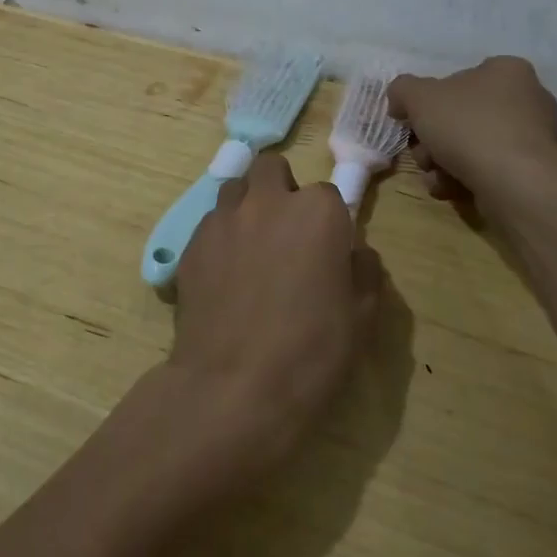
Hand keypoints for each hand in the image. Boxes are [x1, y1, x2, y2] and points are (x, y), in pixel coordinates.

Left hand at [168, 153, 382, 480]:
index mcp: (316, 212)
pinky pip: (210, 223)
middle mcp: (267, 202)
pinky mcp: (191, 243)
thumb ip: (364, 270)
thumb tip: (355, 252)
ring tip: (251, 247)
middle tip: (286, 231)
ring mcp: (224, 219)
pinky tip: (225, 274)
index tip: (328, 249)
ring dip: (247, 206)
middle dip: (280, 189)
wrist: (234, 387)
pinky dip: (221, 236)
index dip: (328, 221)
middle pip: (272, 169)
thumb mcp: (362, 317)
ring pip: (235, 189)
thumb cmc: (311, 353)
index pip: (327, 194)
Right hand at [387, 57, 556, 205]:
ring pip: (472, 145)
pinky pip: (490, 169)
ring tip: (436, 177)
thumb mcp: (418, 96)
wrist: (515, 183)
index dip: (429, 101)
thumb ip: (402, 90)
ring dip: (444, 162)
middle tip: (423, 154)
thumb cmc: (468, 127)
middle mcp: (528, 98)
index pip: (458, 79)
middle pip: (462, 116)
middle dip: (433, 139)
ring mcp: (535, 137)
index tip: (413, 122)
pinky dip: (466, 178)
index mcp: (507, 70)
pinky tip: (451, 189)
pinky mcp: (535, 171)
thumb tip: (401, 102)